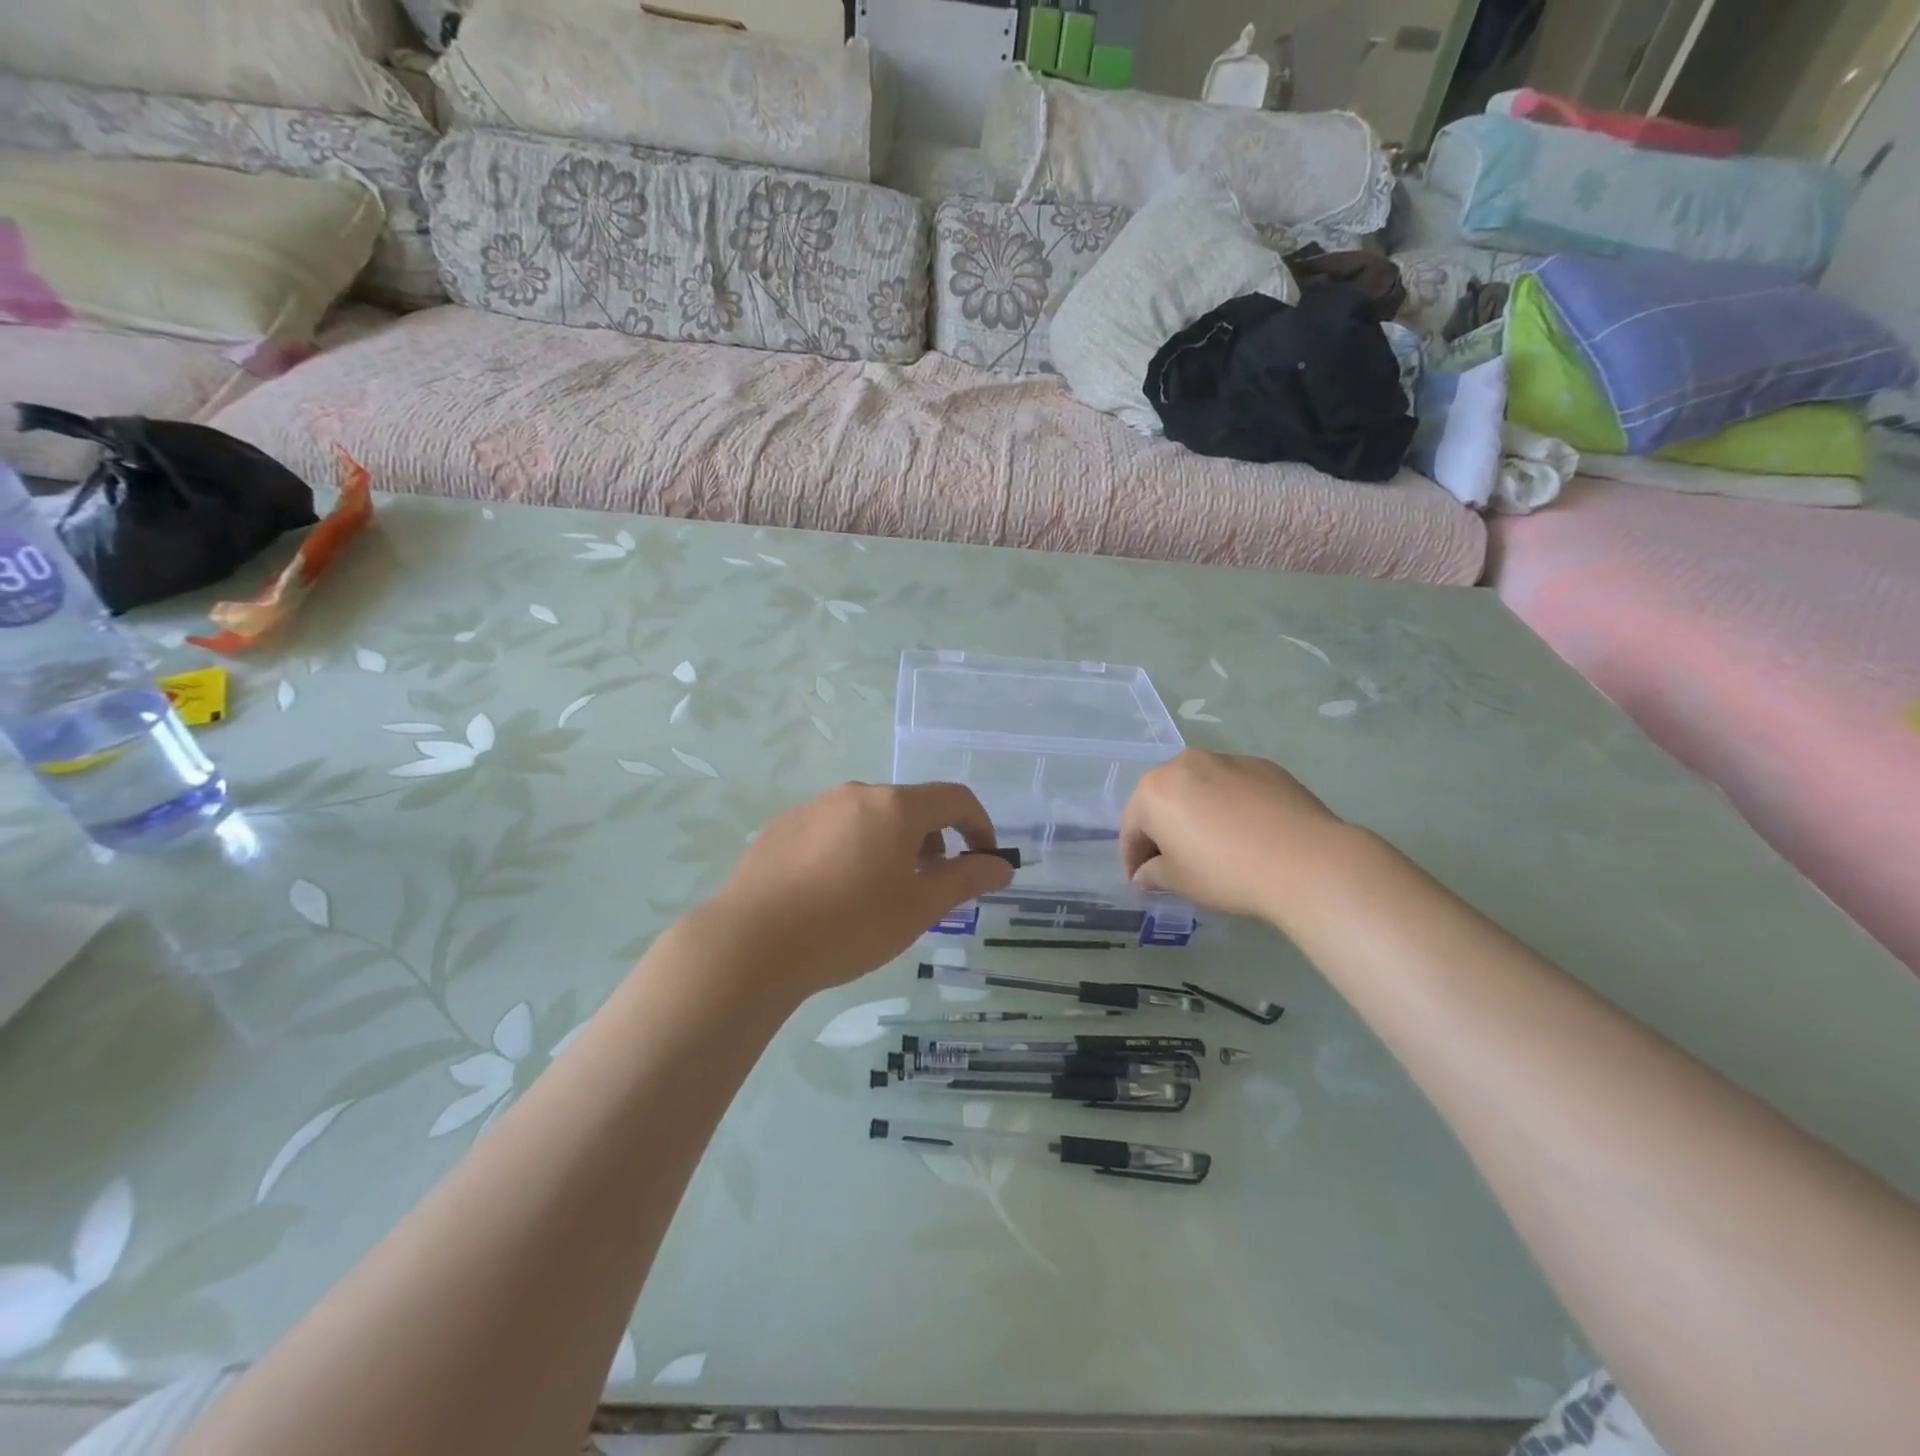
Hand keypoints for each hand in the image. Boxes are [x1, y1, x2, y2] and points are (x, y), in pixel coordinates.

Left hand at [696, 782, 1013, 1000]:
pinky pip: (834, 828)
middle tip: (928, 887)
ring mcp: (815, 806)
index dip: (979, 826)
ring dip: (891, 845)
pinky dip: (853, 849)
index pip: (955, 798)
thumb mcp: (919, 908)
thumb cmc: (849, 926)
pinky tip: (834, 893)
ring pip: (870, 817)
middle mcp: (856, 794)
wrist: (752, 943)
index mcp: (895, 806)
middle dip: (932, 841)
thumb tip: (1001, 866)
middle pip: (911, 807)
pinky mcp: (783, 825)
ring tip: (879, 893)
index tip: (983, 861)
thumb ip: (966, 880)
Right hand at [1121, 751, 1347, 920]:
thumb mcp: (1180, 881)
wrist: (1307, 861)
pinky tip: (1247, 833)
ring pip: (1198, 789)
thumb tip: (1145, 874)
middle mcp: (1184, 764)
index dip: (1133, 858)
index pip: (1132, 827)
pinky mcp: (1262, 766)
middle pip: (1163, 800)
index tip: (1141, 881)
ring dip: (1196, 813)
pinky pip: (1232, 787)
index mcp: (1154, 790)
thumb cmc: (1227, 872)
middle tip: (1174, 862)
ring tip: (1213, 845)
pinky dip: (1229, 806)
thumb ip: (1153, 874)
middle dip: (1163, 830)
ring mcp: (1226, 760)